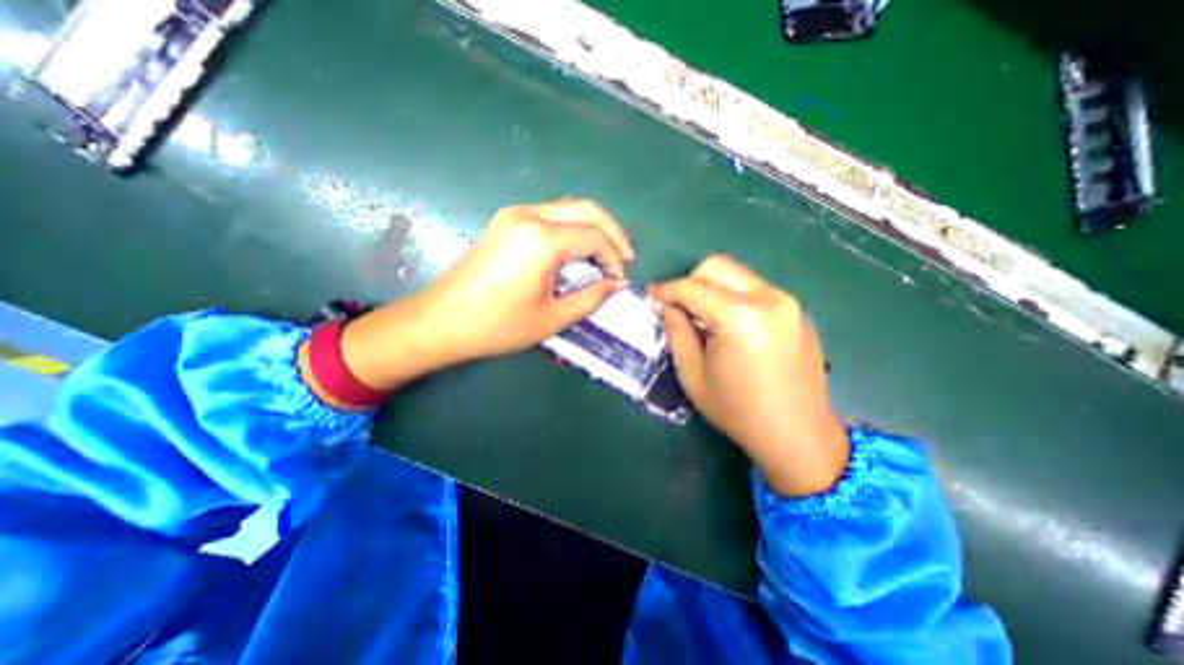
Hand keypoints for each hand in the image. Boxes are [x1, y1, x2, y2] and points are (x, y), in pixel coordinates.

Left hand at [422, 198, 633, 359]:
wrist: (441, 321)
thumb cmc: (497, 325)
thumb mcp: (552, 317)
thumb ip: (591, 297)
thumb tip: (616, 284)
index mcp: (541, 239)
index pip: (594, 235)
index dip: (614, 256)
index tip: (620, 280)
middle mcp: (528, 215)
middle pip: (585, 208)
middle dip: (612, 232)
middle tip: (625, 258)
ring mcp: (514, 215)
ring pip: (568, 208)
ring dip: (592, 229)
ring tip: (605, 256)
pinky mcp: (506, 222)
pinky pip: (550, 216)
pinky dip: (572, 230)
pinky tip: (577, 252)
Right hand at [646, 258, 852, 496]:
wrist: (797, 435)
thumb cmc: (737, 410)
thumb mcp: (693, 374)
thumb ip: (677, 331)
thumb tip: (668, 306)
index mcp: (739, 317)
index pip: (692, 287)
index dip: (666, 289)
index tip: (651, 294)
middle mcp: (768, 298)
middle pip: (718, 266)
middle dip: (691, 281)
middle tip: (679, 306)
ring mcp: (788, 302)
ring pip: (738, 275)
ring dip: (713, 288)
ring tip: (704, 318)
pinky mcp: (797, 311)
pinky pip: (756, 290)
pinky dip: (735, 297)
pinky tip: (731, 327)